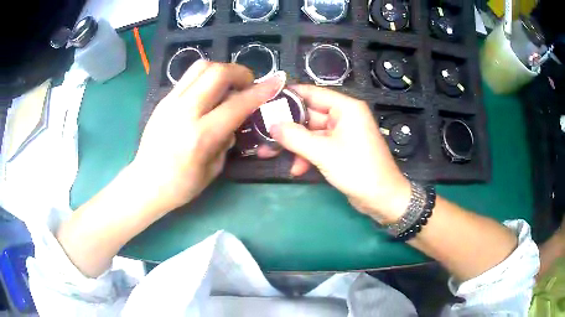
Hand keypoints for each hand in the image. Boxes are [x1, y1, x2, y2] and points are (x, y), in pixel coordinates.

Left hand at [133, 61, 285, 211]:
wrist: (145, 183)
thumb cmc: (181, 185)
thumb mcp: (214, 168)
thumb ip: (227, 139)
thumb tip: (235, 119)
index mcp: (200, 136)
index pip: (237, 104)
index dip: (260, 91)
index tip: (275, 83)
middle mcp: (184, 112)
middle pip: (217, 73)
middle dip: (240, 72)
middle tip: (247, 84)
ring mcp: (170, 102)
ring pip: (201, 67)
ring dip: (222, 70)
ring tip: (228, 85)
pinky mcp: (163, 100)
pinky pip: (189, 77)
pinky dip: (206, 77)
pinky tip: (209, 93)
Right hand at [269, 85, 409, 222]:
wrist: (382, 199)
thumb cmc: (358, 170)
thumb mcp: (323, 152)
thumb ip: (295, 137)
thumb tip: (271, 125)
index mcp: (345, 108)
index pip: (312, 93)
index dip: (289, 96)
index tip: (266, 101)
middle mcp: (344, 116)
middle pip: (309, 115)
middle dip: (286, 127)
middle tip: (262, 132)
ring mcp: (342, 133)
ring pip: (311, 133)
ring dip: (294, 144)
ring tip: (270, 154)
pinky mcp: (340, 149)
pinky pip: (318, 146)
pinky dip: (307, 155)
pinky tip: (297, 170)